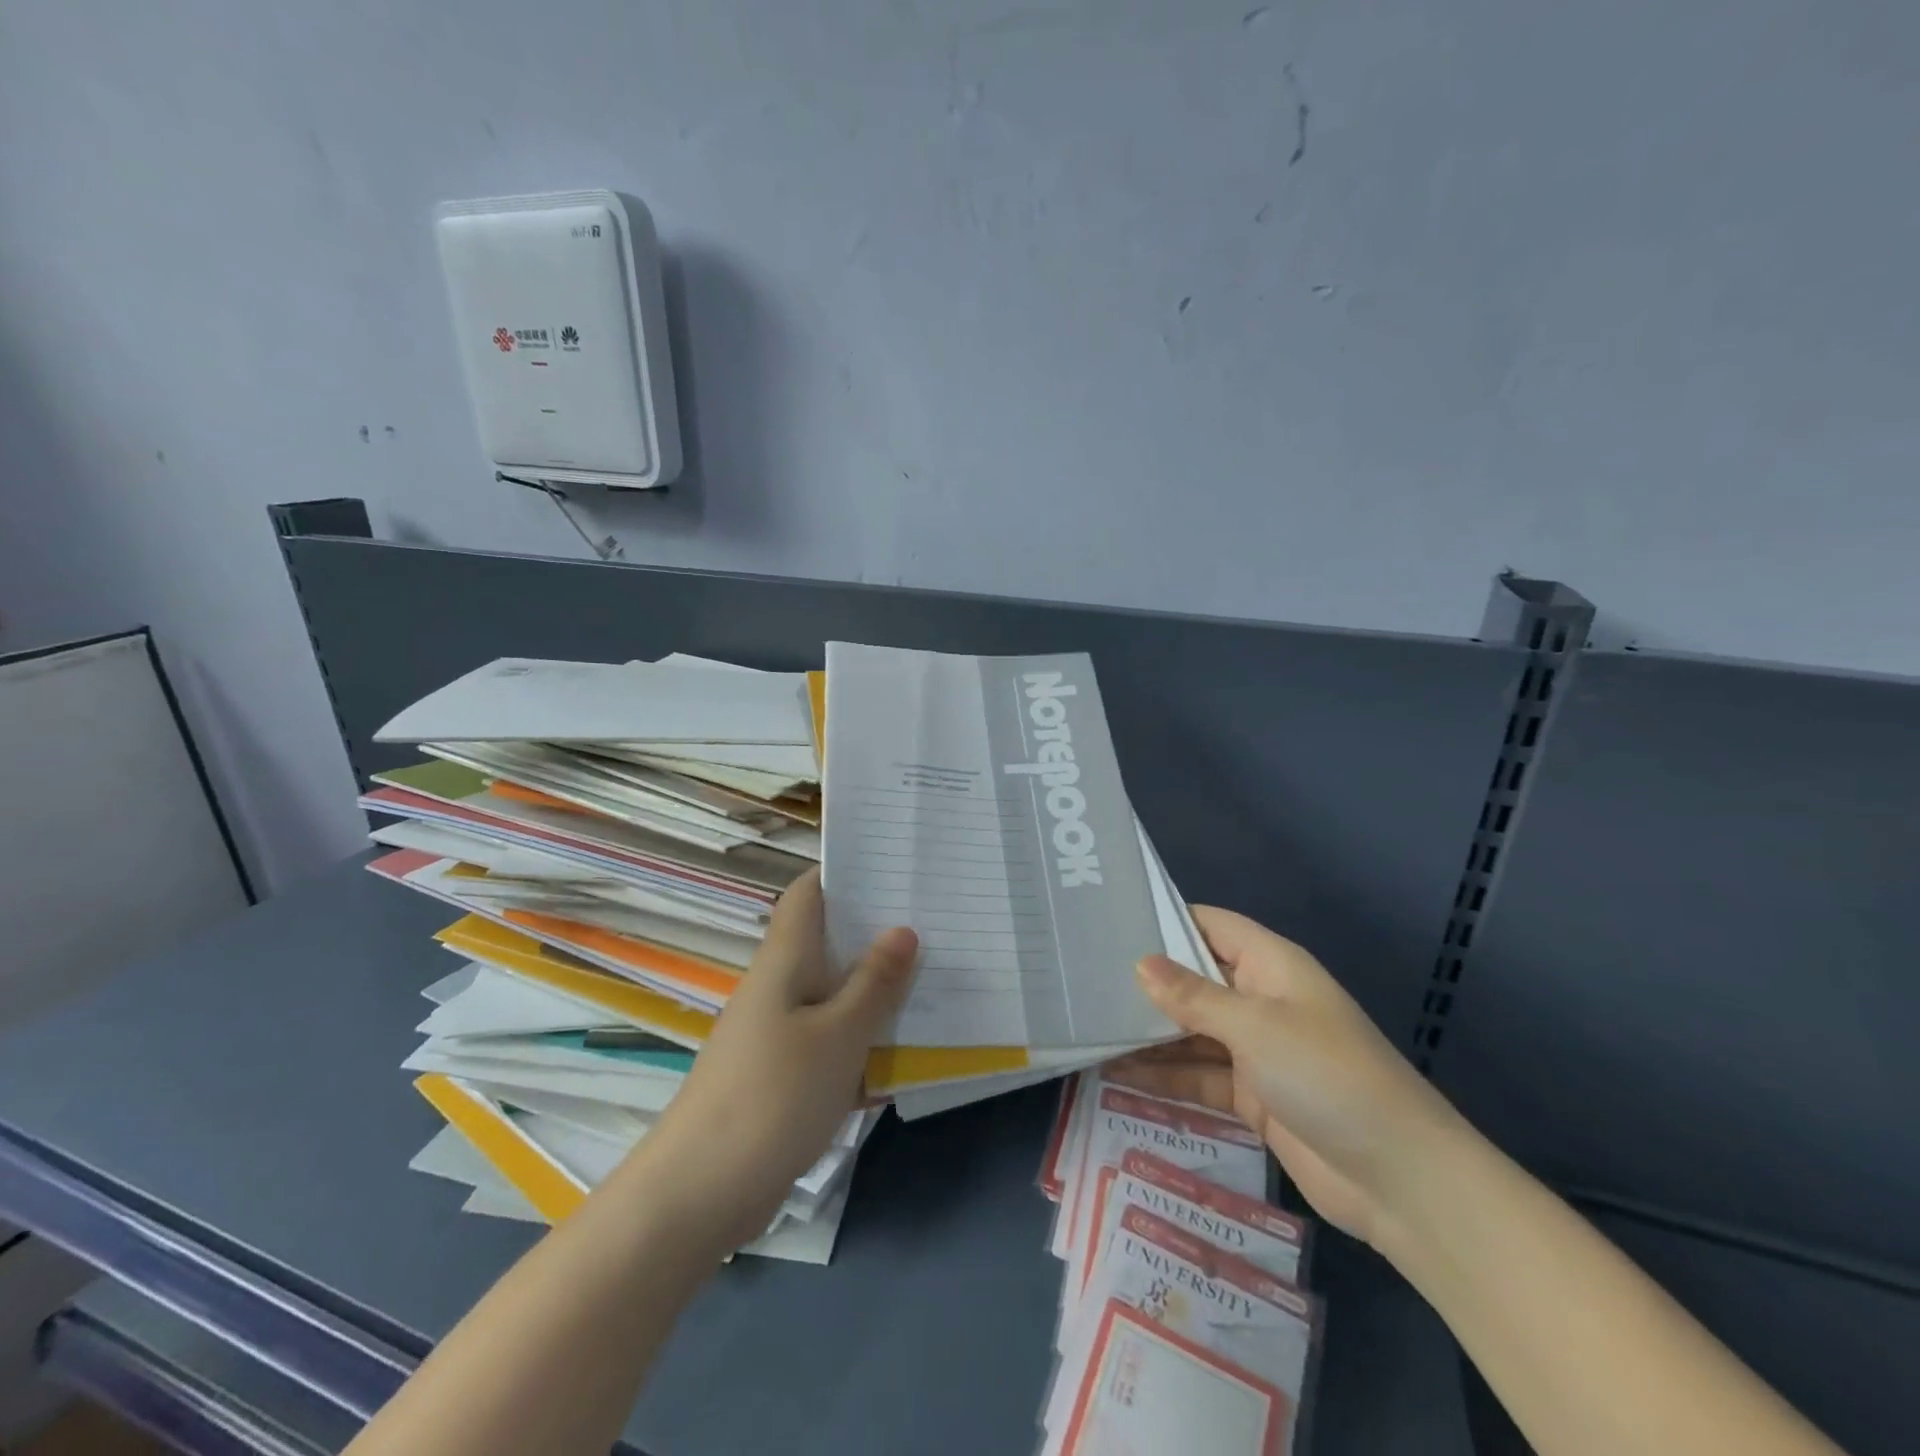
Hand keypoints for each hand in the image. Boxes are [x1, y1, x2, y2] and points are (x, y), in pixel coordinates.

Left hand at [630, 868, 917, 1252]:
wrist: (699, 1193)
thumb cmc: (772, 1097)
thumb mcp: (838, 1036)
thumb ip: (874, 983)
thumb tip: (903, 930)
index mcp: (786, 960)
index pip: (809, 893)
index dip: (845, 872)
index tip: (895, 867)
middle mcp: (780, 986)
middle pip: (830, 942)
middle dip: (879, 933)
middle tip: (937, 923)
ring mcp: (780, 1032)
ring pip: (837, 994)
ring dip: (878, 991)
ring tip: (936, 979)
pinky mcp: (784, 1074)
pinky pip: (833, 1041)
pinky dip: (865, 1041)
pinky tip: (908, 1052)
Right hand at [1108, 907, 1461, 1250]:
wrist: (1400, 1180)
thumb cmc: (1327, 1075)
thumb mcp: (1255, 1027)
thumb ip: (1194, 997)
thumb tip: (1141, 963)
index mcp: (1271, 966)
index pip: (1210, 925)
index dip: (1166, 919)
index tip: (1110, 920)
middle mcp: (1261, 1000)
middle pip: (1195, 980)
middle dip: (1147, 982)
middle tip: (1083, 978)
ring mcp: (1257, 1051)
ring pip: (1192, 1032)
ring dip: (1149, 1034)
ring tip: (1089, 1027)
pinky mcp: (1253, 1096)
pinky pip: (1199, 1077)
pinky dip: (1165, 1077)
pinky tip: (1118, 1076)